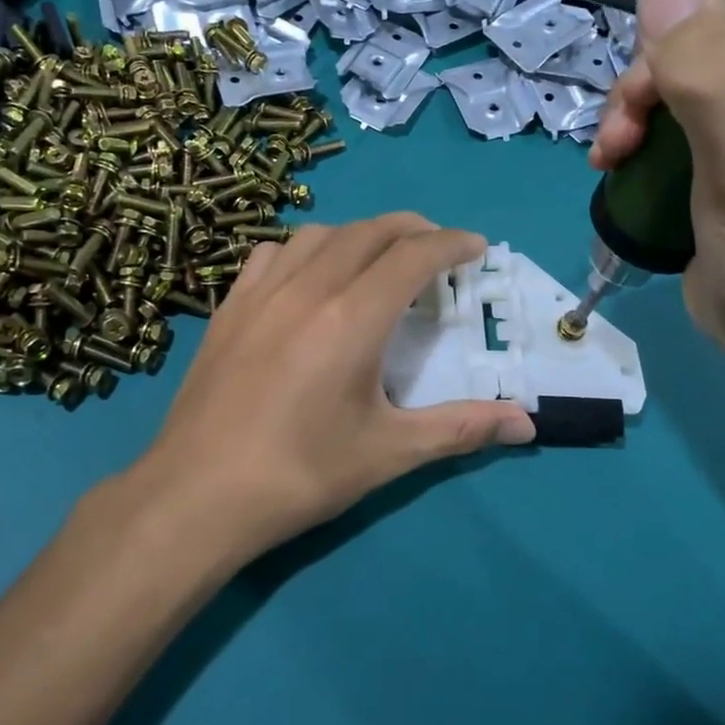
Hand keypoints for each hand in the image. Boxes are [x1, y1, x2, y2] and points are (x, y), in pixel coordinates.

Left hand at [115, 214, 536, 564]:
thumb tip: (527, 424)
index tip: (476, 246)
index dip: (451, 243)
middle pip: (369, 232)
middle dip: (413, 229)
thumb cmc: (300, 474)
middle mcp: (307, 289)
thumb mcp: (389, 453)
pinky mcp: (228, 308)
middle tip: (438, 248)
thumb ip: (461, 429)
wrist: (197, 495)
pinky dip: (305, 249)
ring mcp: (261, 293)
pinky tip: (308, 276)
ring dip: (360, 234)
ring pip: (319, 234)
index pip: (413, 256)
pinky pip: (272, 254)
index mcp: (352, 318)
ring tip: (378, 256)